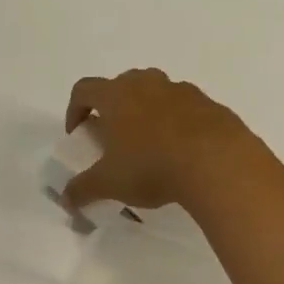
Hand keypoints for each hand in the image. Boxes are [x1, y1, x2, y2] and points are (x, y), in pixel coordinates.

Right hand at [62, 68, 249, 213]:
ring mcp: (182, 91)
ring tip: (146, 144)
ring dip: (144, 111)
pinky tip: (177, 151)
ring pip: (154, 92)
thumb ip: (82, 190)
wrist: (217, 162)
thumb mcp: (108, 184)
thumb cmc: (150, 166)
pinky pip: (183, 107)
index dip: (74, 109)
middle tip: (112, 136)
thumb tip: (66, 200)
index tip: (77, 133)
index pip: (84, 89)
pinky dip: (174, 122)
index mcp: (116, 96)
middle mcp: (147, 84)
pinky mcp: (209, 104)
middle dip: (111, 106)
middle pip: (121, 83)